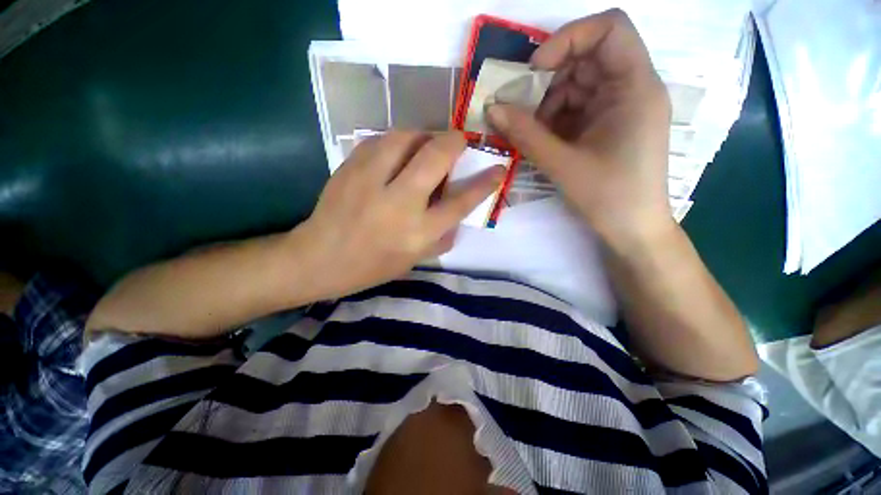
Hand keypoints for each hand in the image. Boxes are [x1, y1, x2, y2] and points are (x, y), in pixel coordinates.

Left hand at [298, 131, 504, 298]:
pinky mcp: (349, 168)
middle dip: (455, 142)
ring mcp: (371, 182)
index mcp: (417, 233)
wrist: (320, 258)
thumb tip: (459, 211)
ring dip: (424, 135)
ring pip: (406, 138)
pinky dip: (396, 140)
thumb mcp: (415, 260)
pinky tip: (399, 150)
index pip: (460, 202)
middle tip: (460, 141)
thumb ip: (442, 236)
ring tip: (428, 144)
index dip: (484, 183)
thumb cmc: (373, 265)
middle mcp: (399, 204)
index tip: (498, 168)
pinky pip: (380, 140)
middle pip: (436, 157)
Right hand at [487, 9, 672, 246]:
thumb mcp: (563, 164)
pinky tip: (541, 140)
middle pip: (587, 58)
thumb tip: (492, 108)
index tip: (534, 71)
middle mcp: (631, 88)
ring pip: (577, 85)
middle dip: (548, 80)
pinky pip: (577, 108)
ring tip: (529, 132)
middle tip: (519, 109)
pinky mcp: (607, 125)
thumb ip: (525, 134)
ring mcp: (619, 108)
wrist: (633, 230)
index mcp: (635, 87)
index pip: (609, 29)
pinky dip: (554, 120)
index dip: (568, 39)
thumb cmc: (608, 197)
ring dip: (547, 104)